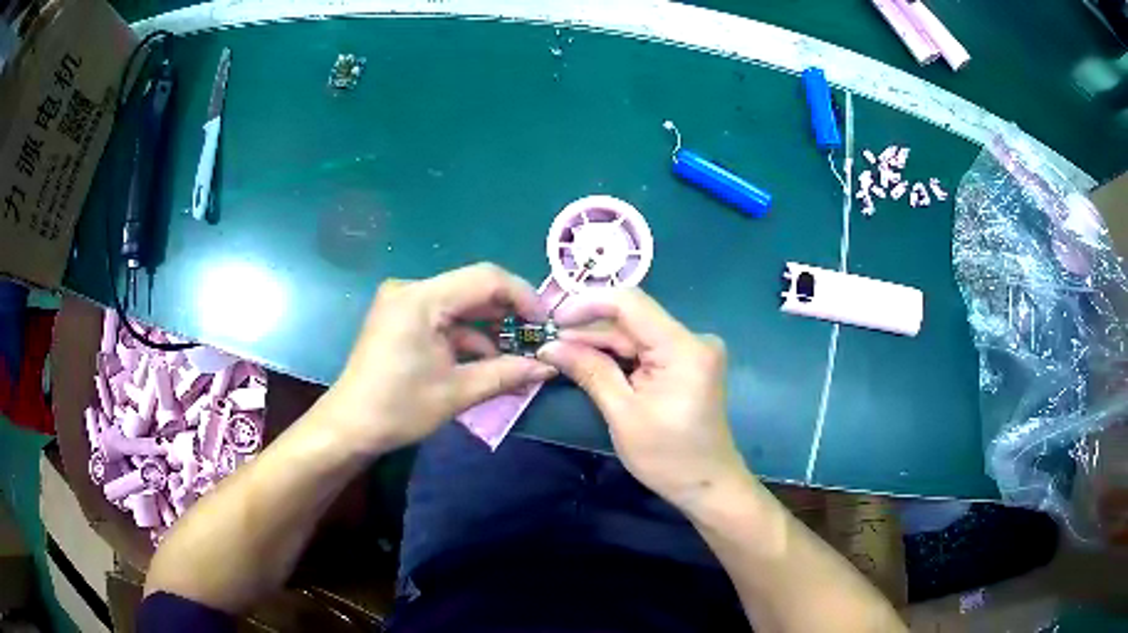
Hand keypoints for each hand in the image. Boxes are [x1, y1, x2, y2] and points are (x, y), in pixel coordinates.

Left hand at [320, 263, 556, 453]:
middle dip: (508, 315)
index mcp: (421, 299)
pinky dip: (467, 337)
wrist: (350, 426)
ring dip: (489, 330)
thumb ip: (507, 374)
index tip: (545, 325)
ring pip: (461, 305)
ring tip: (517, 358)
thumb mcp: (458, 392)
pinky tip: (487, 361)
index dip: (523, 297)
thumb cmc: (399, 409)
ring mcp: (404, 302)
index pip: (486, 278)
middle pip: (473, 289)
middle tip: (537, 341)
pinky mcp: (401, 317)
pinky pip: (444, 318)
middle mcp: (411, 289)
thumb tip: (550, 368)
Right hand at [537, 288, 746, 509]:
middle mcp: (693, 338)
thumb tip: (550, 346)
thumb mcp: (623, 414)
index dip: (588, 304)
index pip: (631, 303)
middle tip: (549, 342)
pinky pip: (648, 349)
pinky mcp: (689, 363)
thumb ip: (590, 371)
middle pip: (633, 320)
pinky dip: (620, 356)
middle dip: (590, 329)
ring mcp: (693, 350)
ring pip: (638, 334)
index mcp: (683, 347)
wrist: (708, 485)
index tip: (553, 319)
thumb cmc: (667, 457)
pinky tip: (590, 361)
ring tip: (561, 352)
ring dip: (601, 343)